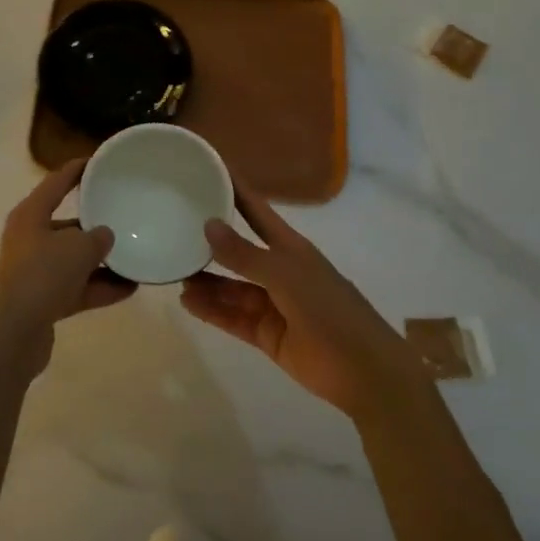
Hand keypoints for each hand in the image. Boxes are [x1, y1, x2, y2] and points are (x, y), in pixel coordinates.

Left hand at [0, 158, 134, 378]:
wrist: (10, 334)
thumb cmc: (40, 275)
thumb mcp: (77, 248)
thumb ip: (97, 238)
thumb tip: (105, 236)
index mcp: (31, 215)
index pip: (56, 182)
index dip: (76, 170)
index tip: (98, 161)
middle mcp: (30, 239)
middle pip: (67, 224)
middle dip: (95, 223)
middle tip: (126, 216)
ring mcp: (36, 272)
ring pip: (74, 259)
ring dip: (103, 261)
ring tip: (136, 256)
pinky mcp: (43, 302)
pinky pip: (78, 287)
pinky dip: (100, 287)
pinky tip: (129, 288)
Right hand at [180, 180, 423, 420]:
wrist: (366, 372)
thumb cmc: (330, 311)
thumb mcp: (286, 276)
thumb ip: (244, 255)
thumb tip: (208, 224)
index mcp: (290, 248)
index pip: (256, 210)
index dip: (235, 190)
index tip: (208, 168)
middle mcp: (279, 271)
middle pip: (239, 250)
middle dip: (211, 240)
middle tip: (174, 227)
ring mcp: (273, 304)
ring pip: (232, 287)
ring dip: (207, 281)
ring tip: (175, 272)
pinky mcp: (268, 334)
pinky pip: (233, 318)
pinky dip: (212, 311)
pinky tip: (187, 302)